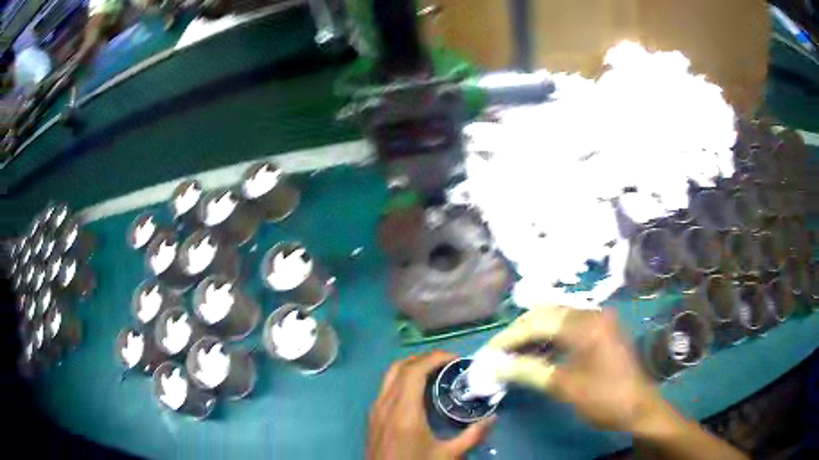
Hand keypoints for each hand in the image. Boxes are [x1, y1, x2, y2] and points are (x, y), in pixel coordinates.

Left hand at [367, 351, 494, 459]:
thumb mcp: (448, 456)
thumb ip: (472, 436)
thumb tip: (492, 418)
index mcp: (404, 412)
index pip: (413, 371)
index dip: (433, 358)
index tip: (455, 358)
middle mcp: (384, 405)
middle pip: (398, 368)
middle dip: (422, 358)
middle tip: (447, 362)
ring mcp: (374, 410)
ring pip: (388, 376)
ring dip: (410, 367)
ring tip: (434, 371)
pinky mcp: (372, 417)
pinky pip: (385, 388)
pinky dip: (401, 379)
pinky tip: (417, 391)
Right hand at [487, 307, 662, 432]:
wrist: (639, 408)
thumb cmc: (604, 398)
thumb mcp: (564, 387)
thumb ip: (528, 371)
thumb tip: (495, 365)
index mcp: (586, 324)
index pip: (538, 322)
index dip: (509, 337)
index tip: (488, 353)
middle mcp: (592, 314)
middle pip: (546, 314)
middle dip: (519, 333)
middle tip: (498, 353)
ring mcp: (598, 321)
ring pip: (556, 320)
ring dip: (533, 335)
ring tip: (512, 354)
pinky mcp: (600, 331)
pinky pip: (568, 328)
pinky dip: (549, 339)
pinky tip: (536, 354)